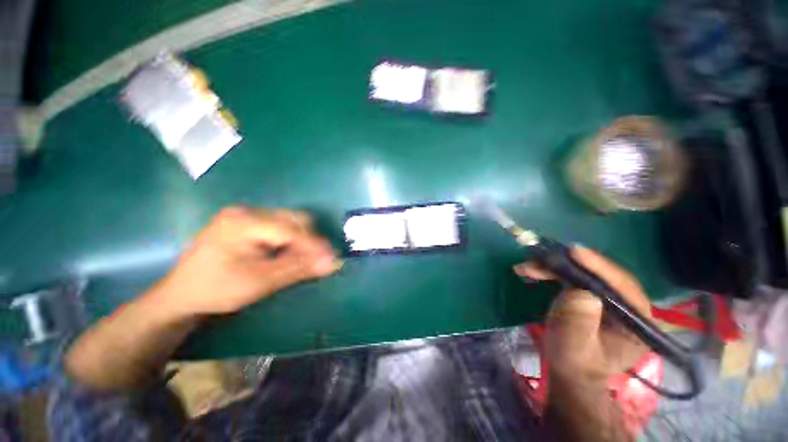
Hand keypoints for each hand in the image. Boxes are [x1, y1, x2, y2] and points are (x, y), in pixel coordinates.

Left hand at [152, 207, 342, 316]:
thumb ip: (299, 269)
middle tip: (315, 261)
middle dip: (309, 240)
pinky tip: (287, 254)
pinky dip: (291, 240)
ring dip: (302, 240)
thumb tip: (333, 262)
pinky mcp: (247, 222)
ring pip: (290, 221)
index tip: (332, 259)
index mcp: (244, 223)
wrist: (181, 294)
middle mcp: (247, 211)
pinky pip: (281, 226)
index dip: (314, 245)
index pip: (291, 229)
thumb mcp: (260, 282)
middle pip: (294, 219)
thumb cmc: (216, 290)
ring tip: (301, 260)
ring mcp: (246, 215)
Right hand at [514, 246, 650, 384]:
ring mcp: (606, 297)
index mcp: (637, 321)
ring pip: (581, 272)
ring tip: (526, 267)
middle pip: (599, 274)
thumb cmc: (575, 363)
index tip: (574, 252)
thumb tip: (579, 292)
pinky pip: (569, 275)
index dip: (599, 267)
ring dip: (552, 266)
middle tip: (539, 259)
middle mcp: (626, 304)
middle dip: (567, 264)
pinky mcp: (589, 293)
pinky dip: (549, 271)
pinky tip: (530, 271)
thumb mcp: (575, 348)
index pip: (623, 286)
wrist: (569, 370)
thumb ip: (579, 323)